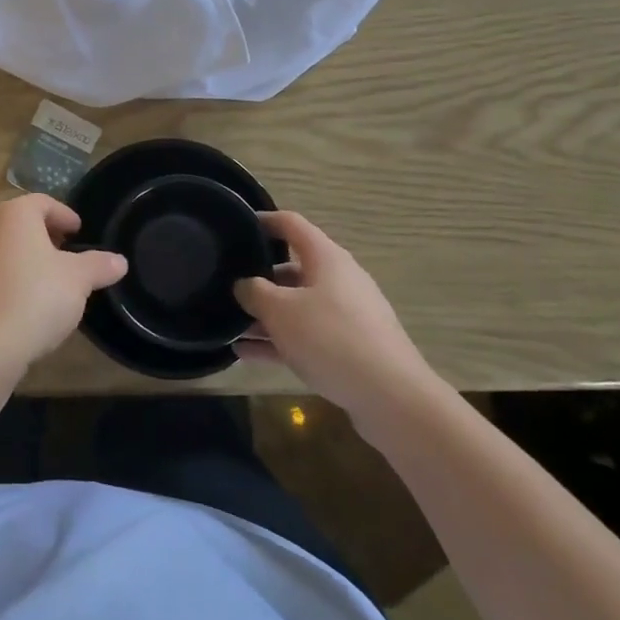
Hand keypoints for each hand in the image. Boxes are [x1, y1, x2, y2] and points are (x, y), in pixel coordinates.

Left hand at [0, 195, 127, 372]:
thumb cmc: (37, 295)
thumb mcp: (79, 279)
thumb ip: (99, 265)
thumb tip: (120, 261)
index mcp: (15, 214)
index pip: (43, 202)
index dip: (65, 215)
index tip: (80, 232)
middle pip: (23, 223)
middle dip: (48, 236)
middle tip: (71, 254)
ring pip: (9, 248)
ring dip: (32, 259)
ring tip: (56, 280)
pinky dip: (17, 279)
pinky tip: (34, 302)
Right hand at [234, 211, 437, 423]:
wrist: (392, 398)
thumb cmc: (331, 338)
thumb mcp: (280, 310)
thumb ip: (254, 292)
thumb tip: (243, 285)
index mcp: (326, 258)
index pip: (291, 224)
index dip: (263, 221)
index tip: (236, 227)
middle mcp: (339, 280)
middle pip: (292, 269)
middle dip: (258, 279)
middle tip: (226, 287)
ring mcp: (347, 316)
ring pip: (297, 307)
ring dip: (265, 316)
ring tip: (230, 327)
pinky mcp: (350, 348)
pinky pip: (307, 336)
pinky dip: (279, 341)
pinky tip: (247, 355)